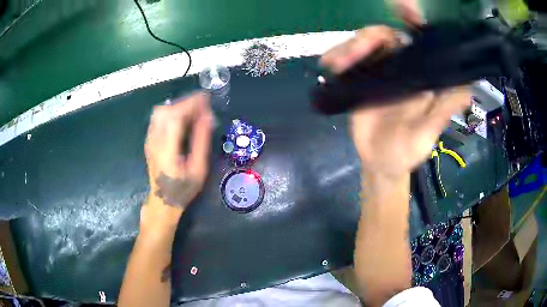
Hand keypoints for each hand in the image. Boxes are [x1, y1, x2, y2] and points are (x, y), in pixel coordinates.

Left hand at [142, 92, 212, 227]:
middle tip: (201, 105)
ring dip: (177, 106)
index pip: (175, 116)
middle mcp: (154, 141)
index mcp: (167, 149)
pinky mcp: (149, 141)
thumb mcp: (198, 169)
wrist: (163, 201)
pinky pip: (157, 119)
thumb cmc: (183, 189)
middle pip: (165, 110)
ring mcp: (149, 140)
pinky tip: (182, 118)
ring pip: (159, 112)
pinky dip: (171, 112)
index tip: (206, 98)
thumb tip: (208, 116)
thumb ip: (202, 141)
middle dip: (184, 102)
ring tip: (193, 110)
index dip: (191, 104)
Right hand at [321, 26, 470, 179]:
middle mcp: (399, 68)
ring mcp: (377, 73)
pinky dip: (337, 58)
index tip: (403, 7)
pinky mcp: (358, 81)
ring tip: (337, 64)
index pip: (417, 41)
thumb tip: (466, 90)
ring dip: (348, 48)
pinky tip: (330, 66)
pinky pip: (346, 61)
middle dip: (368, 37)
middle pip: (383, 37)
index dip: (411, 21)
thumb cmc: (407, 151)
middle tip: (356, 52)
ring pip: (362, 45)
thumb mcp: (427, 134)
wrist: (379, 164)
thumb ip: (443, 111)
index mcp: (419, 76)